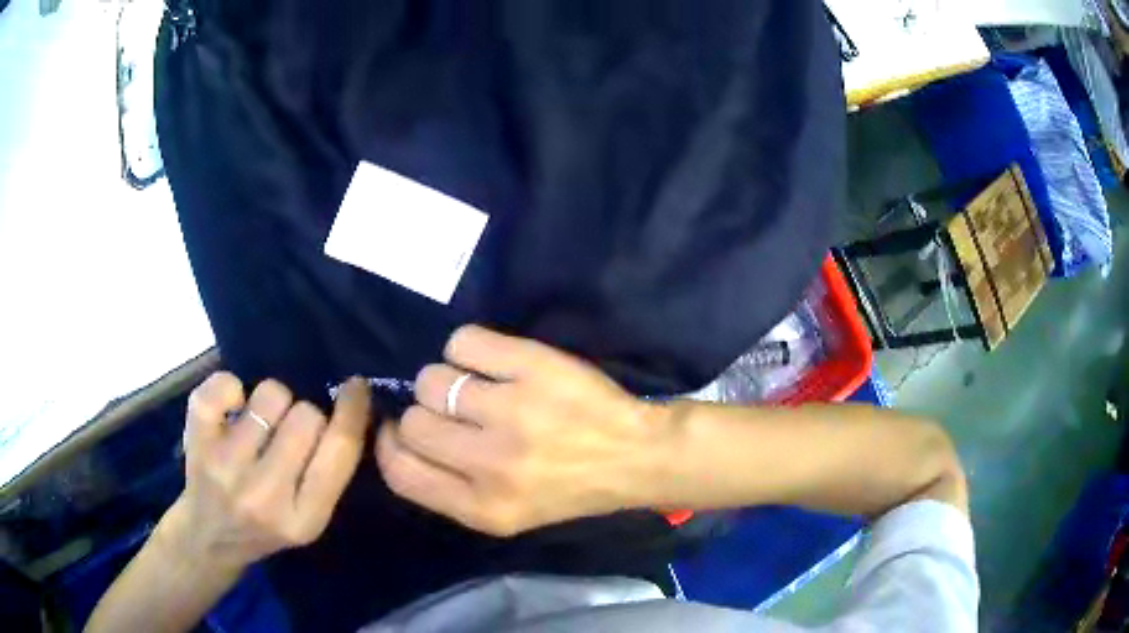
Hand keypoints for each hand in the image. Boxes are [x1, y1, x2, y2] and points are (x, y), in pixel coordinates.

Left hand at [161, 373, 371, 572]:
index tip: (355, 387)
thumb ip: (328, 474)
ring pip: (271, 395)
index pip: (339, 452)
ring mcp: (226, 467)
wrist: (209, 539)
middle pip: (307, 416)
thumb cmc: (265, 528)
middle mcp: (265, 496)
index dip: (353, 411)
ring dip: (272, 402)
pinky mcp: (197, 442)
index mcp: (304, 519)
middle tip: (289, 433)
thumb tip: (349, 406)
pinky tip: (232, 407)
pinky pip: (224, 386)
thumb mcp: (308, 519)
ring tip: (261, 422)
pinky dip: (231, 387)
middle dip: (305, 416)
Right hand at [376, 325, 671, 535]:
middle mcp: (491, 465)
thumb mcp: (503, 514)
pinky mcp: (533, 367)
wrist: (634, 456)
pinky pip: (463, 342)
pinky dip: (468, 348)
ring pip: (432, 380)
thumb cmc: (567, 488)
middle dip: (425, 413)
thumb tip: (396, 436)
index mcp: (482, 508)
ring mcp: (513, 413)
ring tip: (479, 387)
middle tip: (457, 411)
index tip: (400, 430)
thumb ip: (446, 487)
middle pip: (412, 421)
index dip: (389, 444)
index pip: (399, 471)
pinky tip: (493, 362)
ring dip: (446, 380)